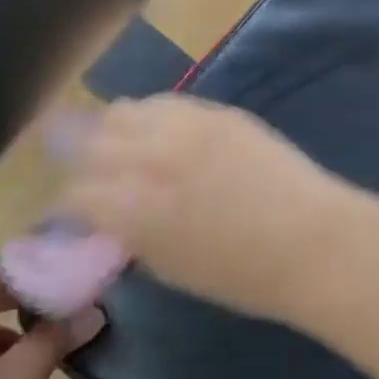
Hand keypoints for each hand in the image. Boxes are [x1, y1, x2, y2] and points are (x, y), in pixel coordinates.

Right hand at [53, 95, 350, 320]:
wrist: (312, 240)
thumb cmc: (243, 276)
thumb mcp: (172, 268)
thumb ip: (132, 236)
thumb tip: (111, 219)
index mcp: (133, 210)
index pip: (73, 194)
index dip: (66, 206)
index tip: (72, 213)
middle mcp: (148, 159)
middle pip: (88, 143)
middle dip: (79, 161)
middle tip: (88, 174)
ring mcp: (183, 127)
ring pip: (121, 111)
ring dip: (111, 130)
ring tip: (118, 144)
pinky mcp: (214, 111)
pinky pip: (164, 101)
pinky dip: (149, 115)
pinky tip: (157, 130)